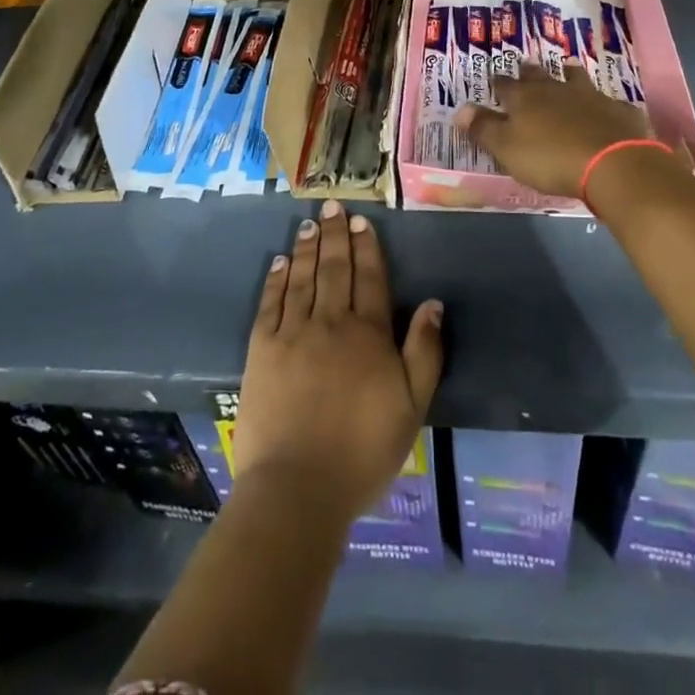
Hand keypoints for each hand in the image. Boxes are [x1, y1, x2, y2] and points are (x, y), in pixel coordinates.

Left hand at [234, 204, 444, 526]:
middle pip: (335, 269)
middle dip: (335, 235)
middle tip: (332, 206)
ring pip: (303, 278)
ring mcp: (293, 333)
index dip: (366, 247)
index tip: (361, 220)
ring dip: (307, 248)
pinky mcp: (261, 350)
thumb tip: (433, 303)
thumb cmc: (363, 451)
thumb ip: (424, 351)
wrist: (298, 488)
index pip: (370, 278)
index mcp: (368, 334)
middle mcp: (331, 322)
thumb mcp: (412, 406)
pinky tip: (279, 262)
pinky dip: (276, 280)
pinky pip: (270, 304)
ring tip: (309, 224)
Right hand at [455, 63, 661, 197]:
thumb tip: (460, 109)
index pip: (505, 86)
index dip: (498, 83)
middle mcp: (555, 89)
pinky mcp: (617, 110)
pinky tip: (605, 106)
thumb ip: (484, 129)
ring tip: (567, 67)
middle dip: (529, 71)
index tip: (494, 79)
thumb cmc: (551, 158)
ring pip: (575, 79)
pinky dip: (602, 103)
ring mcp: (590, 96)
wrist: (612, 163)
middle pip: (539, 76)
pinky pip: (607, 102)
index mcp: (525, 99)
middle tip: (525, 65)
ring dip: (569, 74)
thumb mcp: (507, 148)